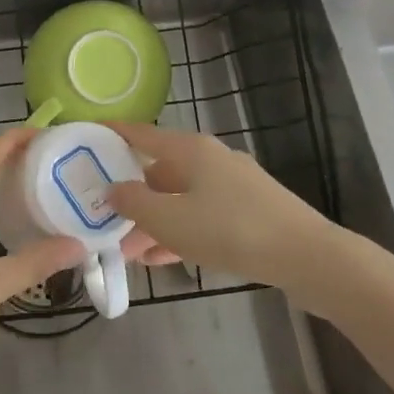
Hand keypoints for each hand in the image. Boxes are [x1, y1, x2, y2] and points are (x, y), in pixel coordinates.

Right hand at [105, 123, 328, 285]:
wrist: (307, 257)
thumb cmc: (230, 230)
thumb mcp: (171, 220)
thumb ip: (134, 203)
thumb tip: (112, 188)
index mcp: (190, 149)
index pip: (141, 134)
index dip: (113, 135)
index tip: (86, 136)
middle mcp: (211, 159)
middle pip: (159, 172)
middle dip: (131, 198)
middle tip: (104, 219)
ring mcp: (233, 186)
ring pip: (180, 199)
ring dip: (154, 222)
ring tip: (129, 251)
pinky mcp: (249, 212)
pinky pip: (202, 216)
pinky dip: (180, 232)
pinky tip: (162, 259)